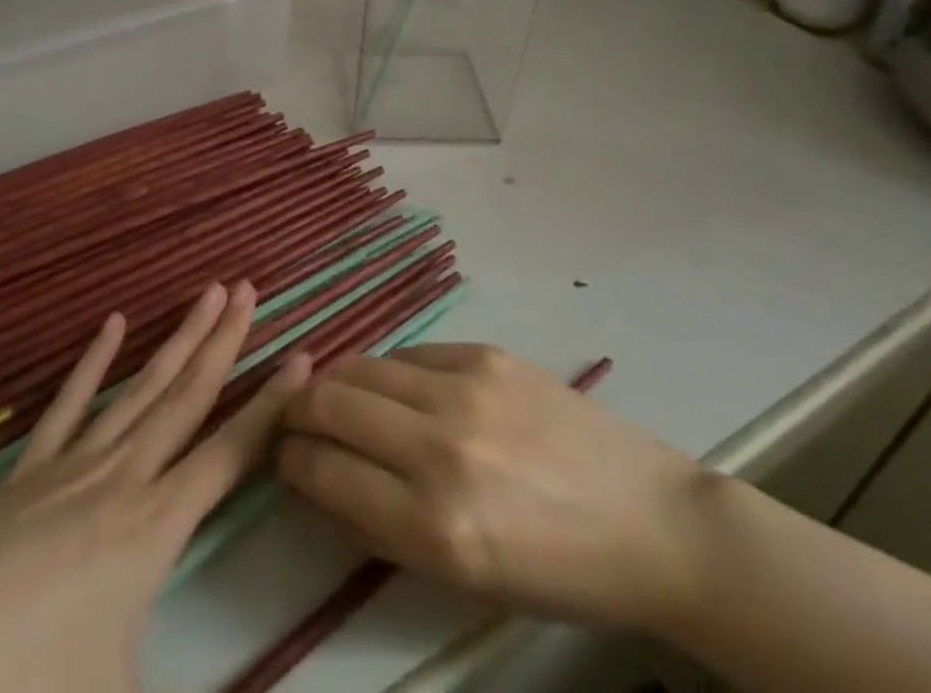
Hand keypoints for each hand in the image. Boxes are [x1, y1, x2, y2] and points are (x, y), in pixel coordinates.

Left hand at [0, 282, 310, 692]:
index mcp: (151, 531)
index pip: (230, 453)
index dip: (272, 406)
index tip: (305, 355)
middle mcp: (119, 481)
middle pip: (185, 398)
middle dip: (223, 342)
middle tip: (248, 289)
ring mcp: (68, 469)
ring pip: (139, 389)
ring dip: (176, 340)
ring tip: (204, 293)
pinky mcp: (22, 474)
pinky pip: (69, 406)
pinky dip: (94, 363)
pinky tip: (111, 325)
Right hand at [277, 343, 705, 631]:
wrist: (646, 518)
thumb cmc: (554, 571)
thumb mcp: (461, 577)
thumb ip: (383, 525)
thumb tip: (323, 476)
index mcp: (434, 526)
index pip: (325, 472)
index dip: (291, 461)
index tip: (284, 456)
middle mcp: (440, 447)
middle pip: (331, 404)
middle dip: (298, 412)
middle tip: (297, 420)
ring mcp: (465, 389)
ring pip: (362, 366)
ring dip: (336, 382)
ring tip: (336, 397)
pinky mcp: (485, 354)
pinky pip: (410, 354)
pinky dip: (388, 372)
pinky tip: (395, 388)